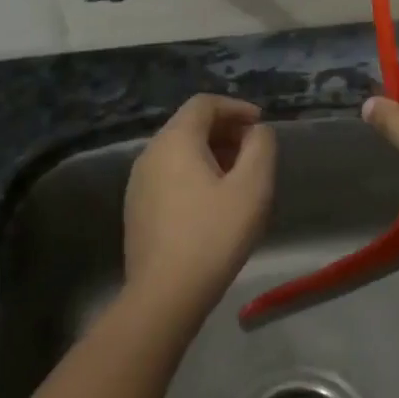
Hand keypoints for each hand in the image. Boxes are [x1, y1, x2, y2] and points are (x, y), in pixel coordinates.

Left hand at [123, 95, 276, 323]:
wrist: (164, 294)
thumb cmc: (213, 235)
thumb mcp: (252, 187)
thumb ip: (261, 147)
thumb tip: (257, 131)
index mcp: (175, 140)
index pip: (204, 104)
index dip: (236, 107)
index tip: (261, 124)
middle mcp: (150, 153)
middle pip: (189, 126)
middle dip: (225, 131)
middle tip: (254, 152)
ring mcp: (138, 182)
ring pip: (179, 152)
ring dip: (211, 154)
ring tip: (239, 178)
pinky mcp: (137, 208)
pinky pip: (169, 176)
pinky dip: (194, 174)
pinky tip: (214, 203)